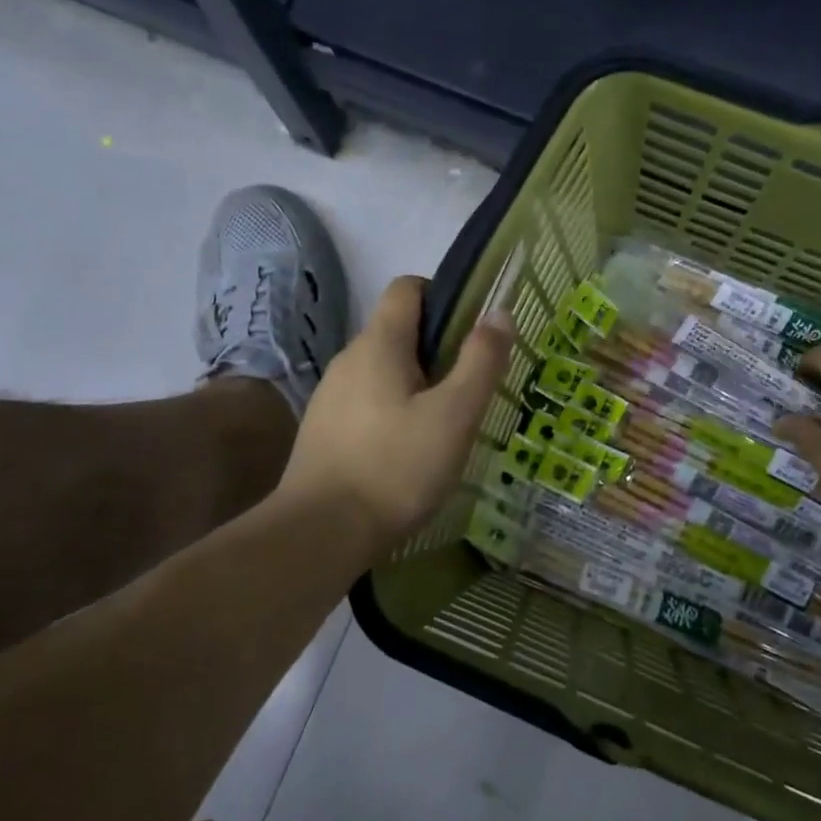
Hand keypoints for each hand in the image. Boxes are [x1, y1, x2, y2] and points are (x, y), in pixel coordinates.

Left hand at [278, 276, 512, 559]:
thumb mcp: (453, 415)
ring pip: (382, 373)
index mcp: (379, 344)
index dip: (442, 296)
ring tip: (445, 426)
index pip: (407, 288)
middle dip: (437, 351)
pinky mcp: (324, 432)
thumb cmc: (396, 467)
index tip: (472, 330)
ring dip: (416, 386)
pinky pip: (367, 405)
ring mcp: (330, 397)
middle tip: (470, 389)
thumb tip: (499, 313)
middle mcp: (348, 360)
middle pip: (397, 333)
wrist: (321, 532)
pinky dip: (392, 414)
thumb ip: (480, 362)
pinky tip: (409, 453)